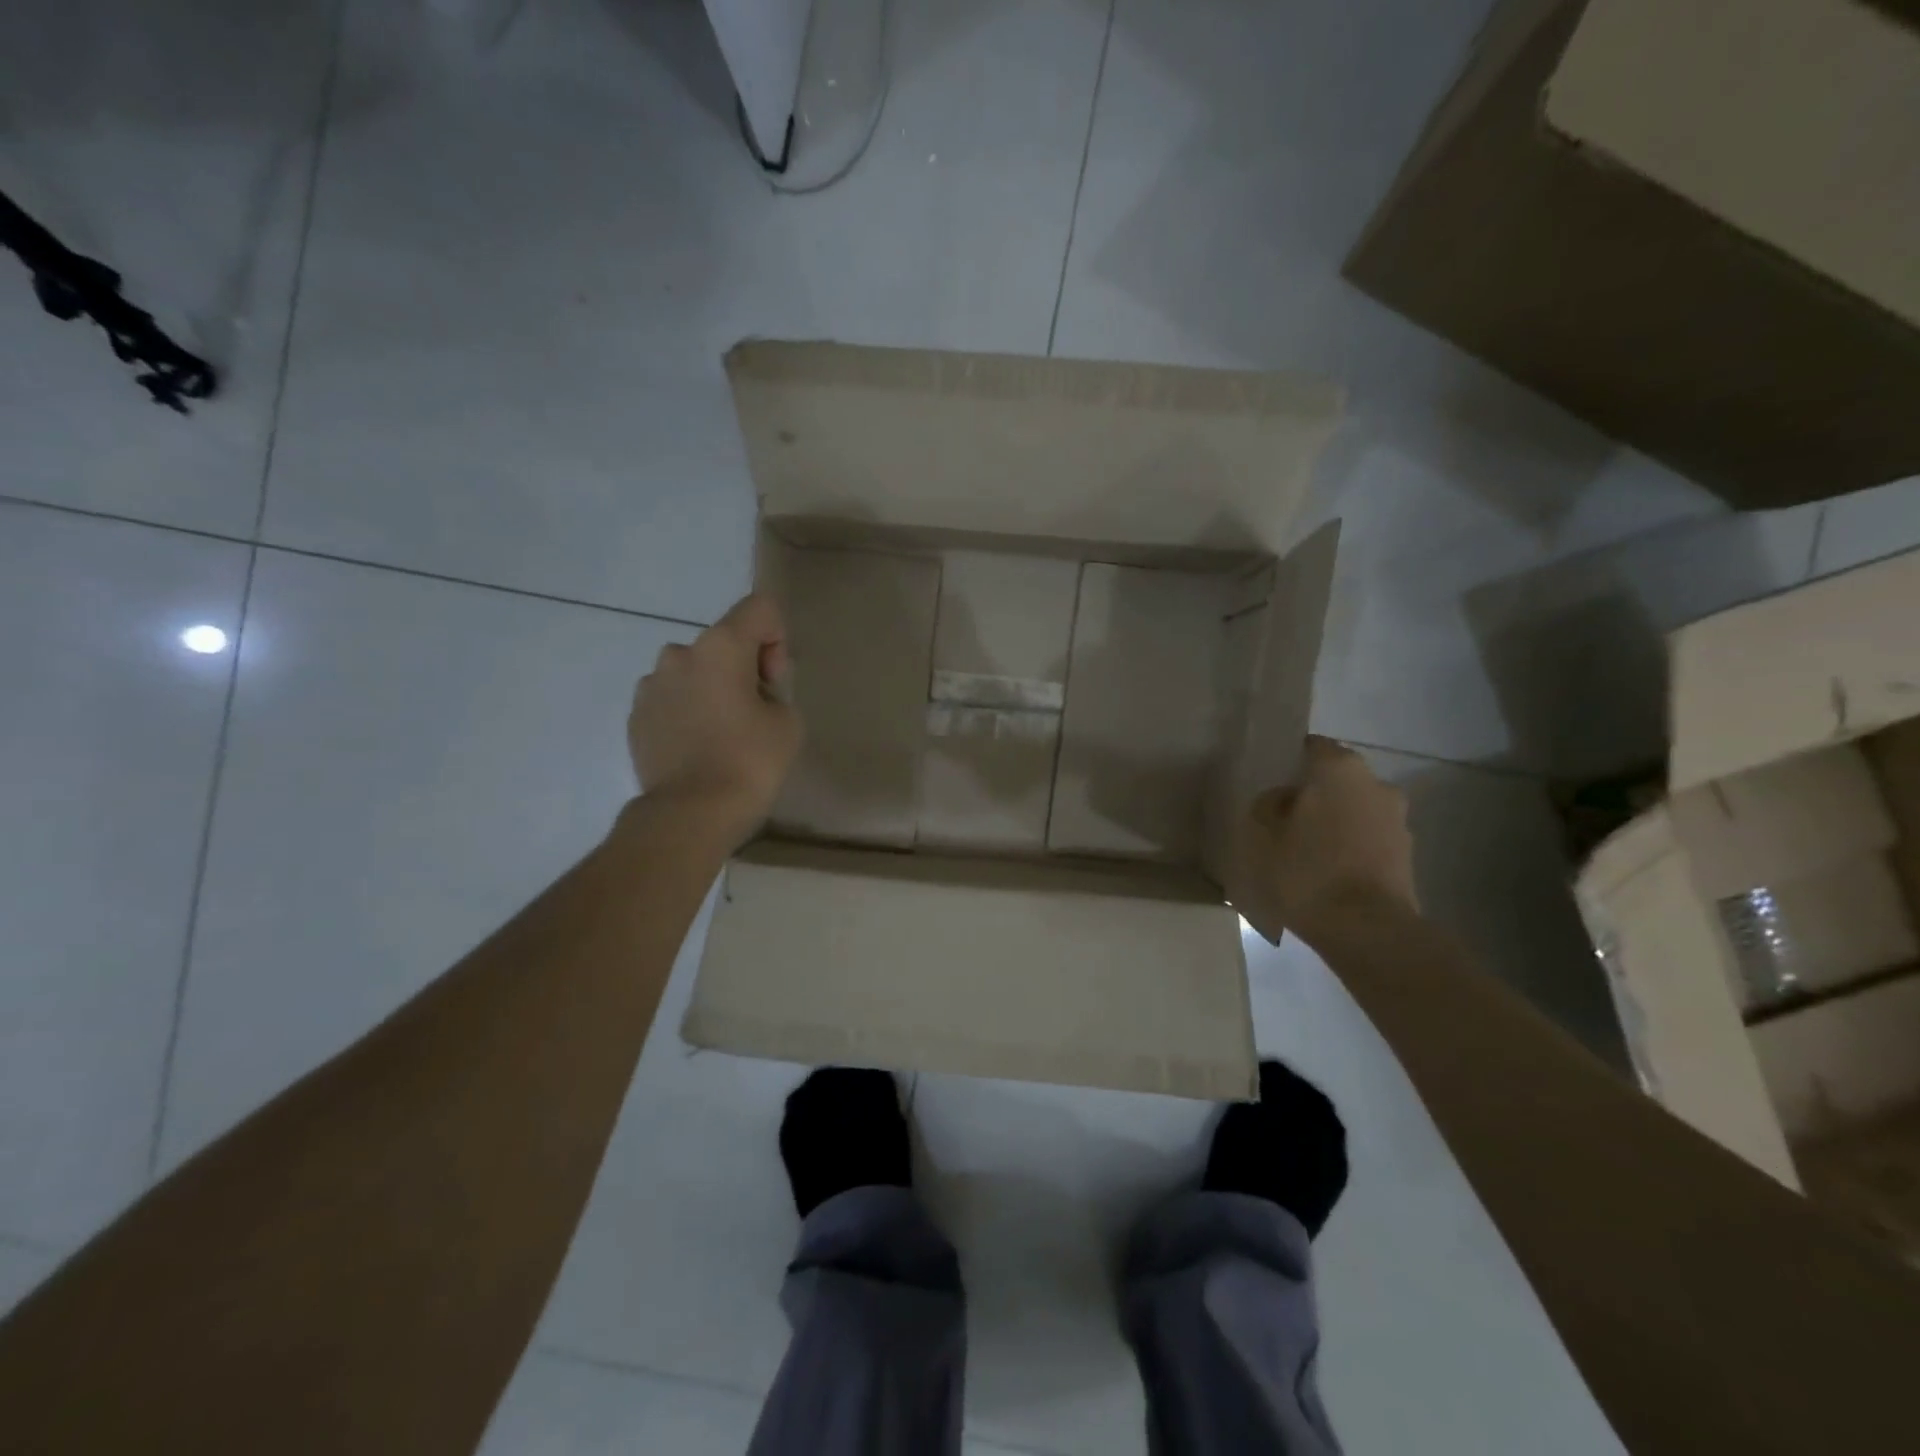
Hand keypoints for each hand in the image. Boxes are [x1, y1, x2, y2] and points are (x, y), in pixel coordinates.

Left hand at [628, 594, 801, 848]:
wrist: (690, 814)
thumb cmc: (749, 762)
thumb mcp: (788, 722)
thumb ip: (775, 690)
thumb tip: (751, 691)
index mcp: (721, 646)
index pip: (759, 608)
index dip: (776, 639)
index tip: (773, 682)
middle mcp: (679, 653)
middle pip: (724, 641)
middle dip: (743, 668)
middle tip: (755, 714)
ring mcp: (650, 685)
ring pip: (694, 671)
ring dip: (711, 689)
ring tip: (722, 734)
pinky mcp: (636, 716)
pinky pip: (672, 699)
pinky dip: (688, 712)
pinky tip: (698, 749)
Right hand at [1232, 736, 1417, 945]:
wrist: (1367, 929)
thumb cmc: (1306, 870)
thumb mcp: (1262, 833)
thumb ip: (1268, 804)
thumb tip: (1284, 799)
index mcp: (1339, 768)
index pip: (1312, 746)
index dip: (1289, 760)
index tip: (1271, 781)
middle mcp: (1376, 783)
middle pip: (1337, 779)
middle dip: (1314, 793)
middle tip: (1284, 817)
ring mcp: (1397, 820)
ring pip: (1355, 809)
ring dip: (1335, 821)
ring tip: (1305, 849)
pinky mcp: (1406, 854)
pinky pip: (1368, 839)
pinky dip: (1350, 847)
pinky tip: (1327, 870)